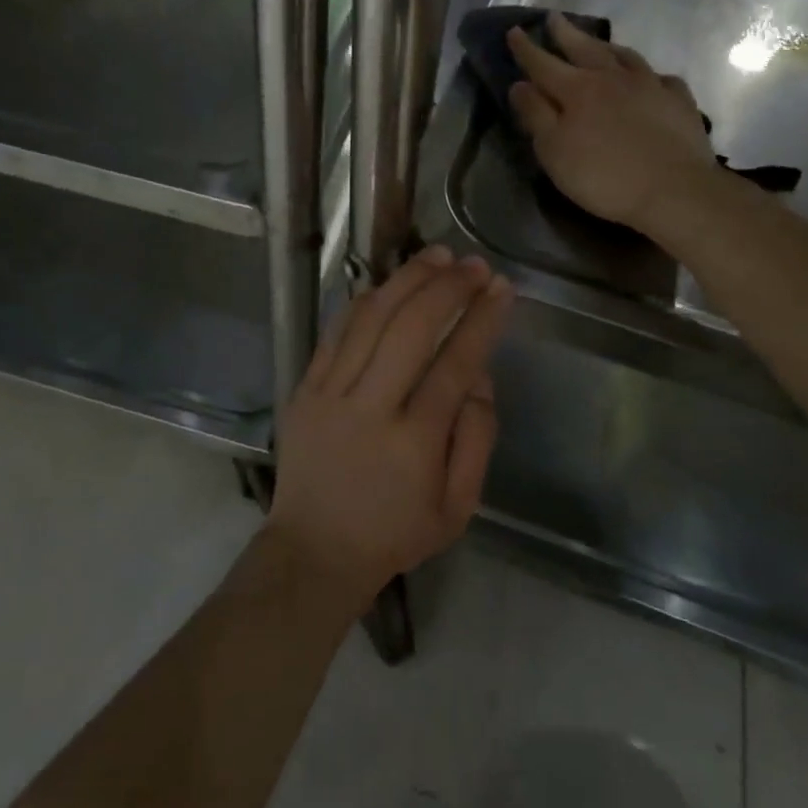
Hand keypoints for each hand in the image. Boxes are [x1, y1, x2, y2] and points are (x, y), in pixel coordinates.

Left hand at [268, 246, 512, 610]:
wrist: (314, 551)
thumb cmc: (395, 532)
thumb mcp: (457, 508)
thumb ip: (476, 438)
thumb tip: (478, 375)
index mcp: (413, 443)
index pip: (455, 364)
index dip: (481, 320)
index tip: (502, 288)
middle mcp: (370, 408)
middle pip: (411, 329)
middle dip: (447, 288)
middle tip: (474, 264)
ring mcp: (330, 393)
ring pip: (371, 319)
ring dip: (407, 280)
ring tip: (437, 256)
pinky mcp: (305, 387)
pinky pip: (336, 330)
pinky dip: (365, 300)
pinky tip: (389, 282)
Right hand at [508, 12, 718, 232]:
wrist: (675, 190)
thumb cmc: (604, 175)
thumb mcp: (554, 151)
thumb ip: (536, 115)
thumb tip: (519, 85)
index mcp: (577, 90)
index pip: (544, 64)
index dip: (527, 49)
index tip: (515, 30)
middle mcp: (612, 78)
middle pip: (585, 49)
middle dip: (566, 33)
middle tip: (554, 18)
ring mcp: (650, 86)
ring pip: (625, 56)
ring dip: (606, 47)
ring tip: (598, 42)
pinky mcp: (679, 102)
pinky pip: (662, 79)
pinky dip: (651, 75)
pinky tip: (651, 79)